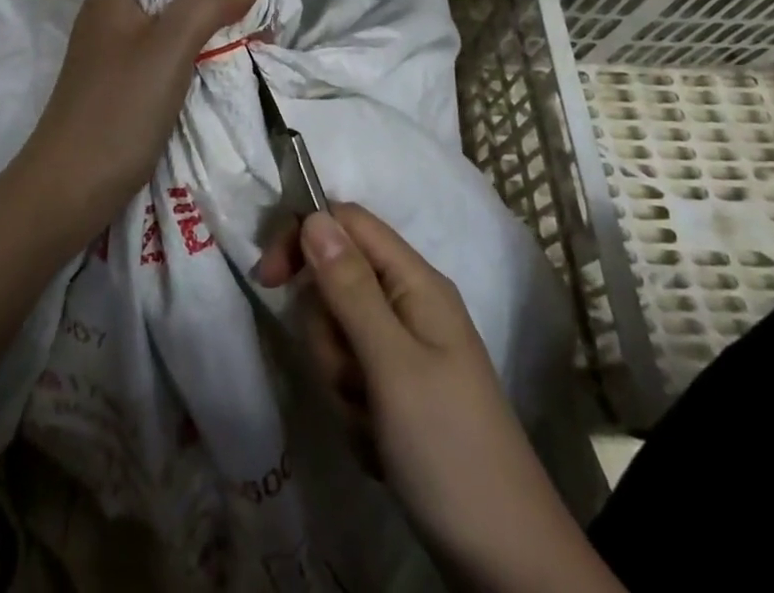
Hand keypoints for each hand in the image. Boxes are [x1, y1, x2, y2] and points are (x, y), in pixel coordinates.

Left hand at [14, 0, 258, 248]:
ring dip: (213, 32)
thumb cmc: (118, 111)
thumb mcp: (169, 48)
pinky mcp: (124, 87)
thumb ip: (209, 2)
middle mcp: (112, 15)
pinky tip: (228, 66)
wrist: (68, 194)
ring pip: (176, 28)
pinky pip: (170, 59)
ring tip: (259, 33)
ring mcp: (117, 53)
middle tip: (268, 8)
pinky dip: (199, 59)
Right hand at [259, 205, 600, 592]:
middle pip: (336, 282)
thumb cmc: (448, 448)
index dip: (303, 237)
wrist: (506, 563)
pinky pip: (352, 377)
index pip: (347, 223)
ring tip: (372, 422)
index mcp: (415, 282)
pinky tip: (378, 445)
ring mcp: (405, 350)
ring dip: (340, 379)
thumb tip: (313, 216)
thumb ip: (349, 287)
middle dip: (328, 333)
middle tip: (352, 378)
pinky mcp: (399, 390)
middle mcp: (410, 304)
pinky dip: (353, 410)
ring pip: (338, 334)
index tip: (267, 279)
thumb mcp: (391, 364)